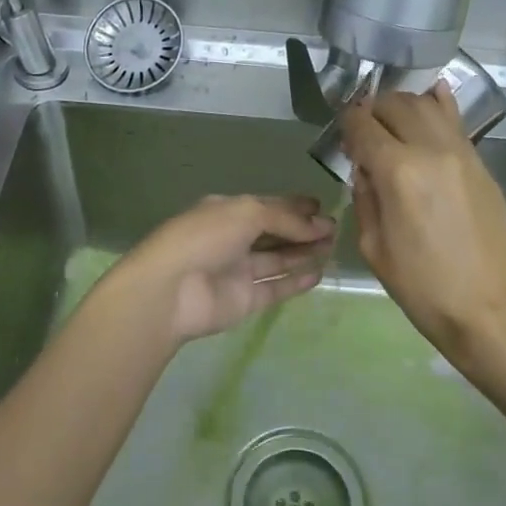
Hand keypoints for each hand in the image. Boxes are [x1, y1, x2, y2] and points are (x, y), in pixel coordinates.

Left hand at [102, 194, 334, 344]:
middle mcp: (232, 239)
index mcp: (226, 211)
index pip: (266, 205)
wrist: (171, 290)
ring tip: (333, 246)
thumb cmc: (205, 238)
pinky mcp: (244, 300)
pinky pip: (275, 288)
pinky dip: (296, 281)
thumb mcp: (247, 213)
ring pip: (277, 259)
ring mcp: (238, 271)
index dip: (293, 205)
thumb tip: (320, 225)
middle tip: (334, 228)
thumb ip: (286, 218)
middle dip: (303, 229)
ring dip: (304, 251)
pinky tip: (319, 272)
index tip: (321, 206)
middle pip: (274, 232)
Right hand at [339, 82, 505, 361]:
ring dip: (405, 105)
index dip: (347, 123)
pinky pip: (457, 122)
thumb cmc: (422, 287)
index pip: (363, 124)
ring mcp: (463, 153)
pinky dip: (439, 107)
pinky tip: (432, 100)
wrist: (488, 308)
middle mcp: (431, 150)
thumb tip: (366, 168)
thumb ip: (365, 197)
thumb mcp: (373, 247)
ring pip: (429, 105)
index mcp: (397, 172)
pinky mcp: (482, 165)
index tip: (343, 132)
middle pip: (396, 105)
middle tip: (366, 129)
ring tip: (394, 120)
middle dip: (374, 110)